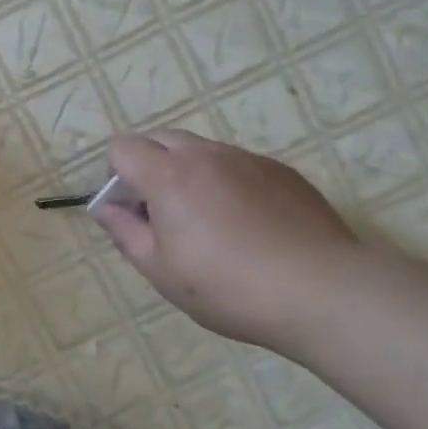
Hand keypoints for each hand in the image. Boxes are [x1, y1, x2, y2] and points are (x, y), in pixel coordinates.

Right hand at [94, 129, 361, 355]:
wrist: (321, 290)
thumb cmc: (227, 286)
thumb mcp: (160, 270)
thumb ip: (124, 231)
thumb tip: (106, 208)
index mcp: (168, 176)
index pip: (122, 147)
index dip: (115, 175)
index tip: (130, 210)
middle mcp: (206, 155)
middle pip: (160, 139)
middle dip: (148, 166)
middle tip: (161, 214)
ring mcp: (248, 159)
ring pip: (201, 150)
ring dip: (188, 174)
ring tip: (208, 224)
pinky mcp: (281, 171)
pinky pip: (237, 164)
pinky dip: (225, 183)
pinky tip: (246, 227)